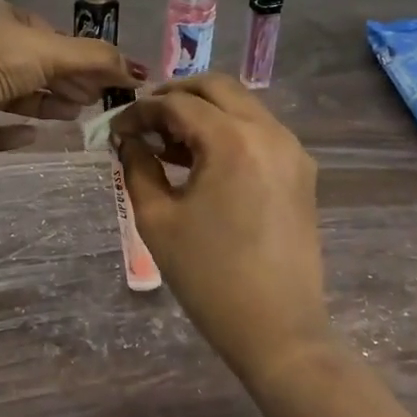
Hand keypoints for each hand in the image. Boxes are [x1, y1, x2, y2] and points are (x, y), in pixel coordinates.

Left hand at [0, 0, 144, 153]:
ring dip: (45, 104)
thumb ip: (96, 59)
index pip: (48, 35)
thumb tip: (140, 71)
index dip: (78, 56)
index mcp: (2, 18)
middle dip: (65, 81)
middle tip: (95, 100)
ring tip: (74, 115)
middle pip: (34, 66)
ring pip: (14, 95)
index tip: (103, 78)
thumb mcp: (51, 50)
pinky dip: (13, 132)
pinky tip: (34, 137)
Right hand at [112, 75, 330, 383]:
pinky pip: (259, 130)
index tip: (116, 131)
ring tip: (168, 142)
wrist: (278, 329)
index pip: (177, 104)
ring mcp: (292, 150)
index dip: (141, 111)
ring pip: (241, 105)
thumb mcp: (157, 219)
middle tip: (144, 121)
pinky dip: (228, 130)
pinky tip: (203, 159)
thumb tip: (128, 140)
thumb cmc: (209, 276)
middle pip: (216, 87)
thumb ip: (137, 167)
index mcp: (233, 140)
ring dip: (203, 111)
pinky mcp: (300, 170)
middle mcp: (269, 132)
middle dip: (175, 96)